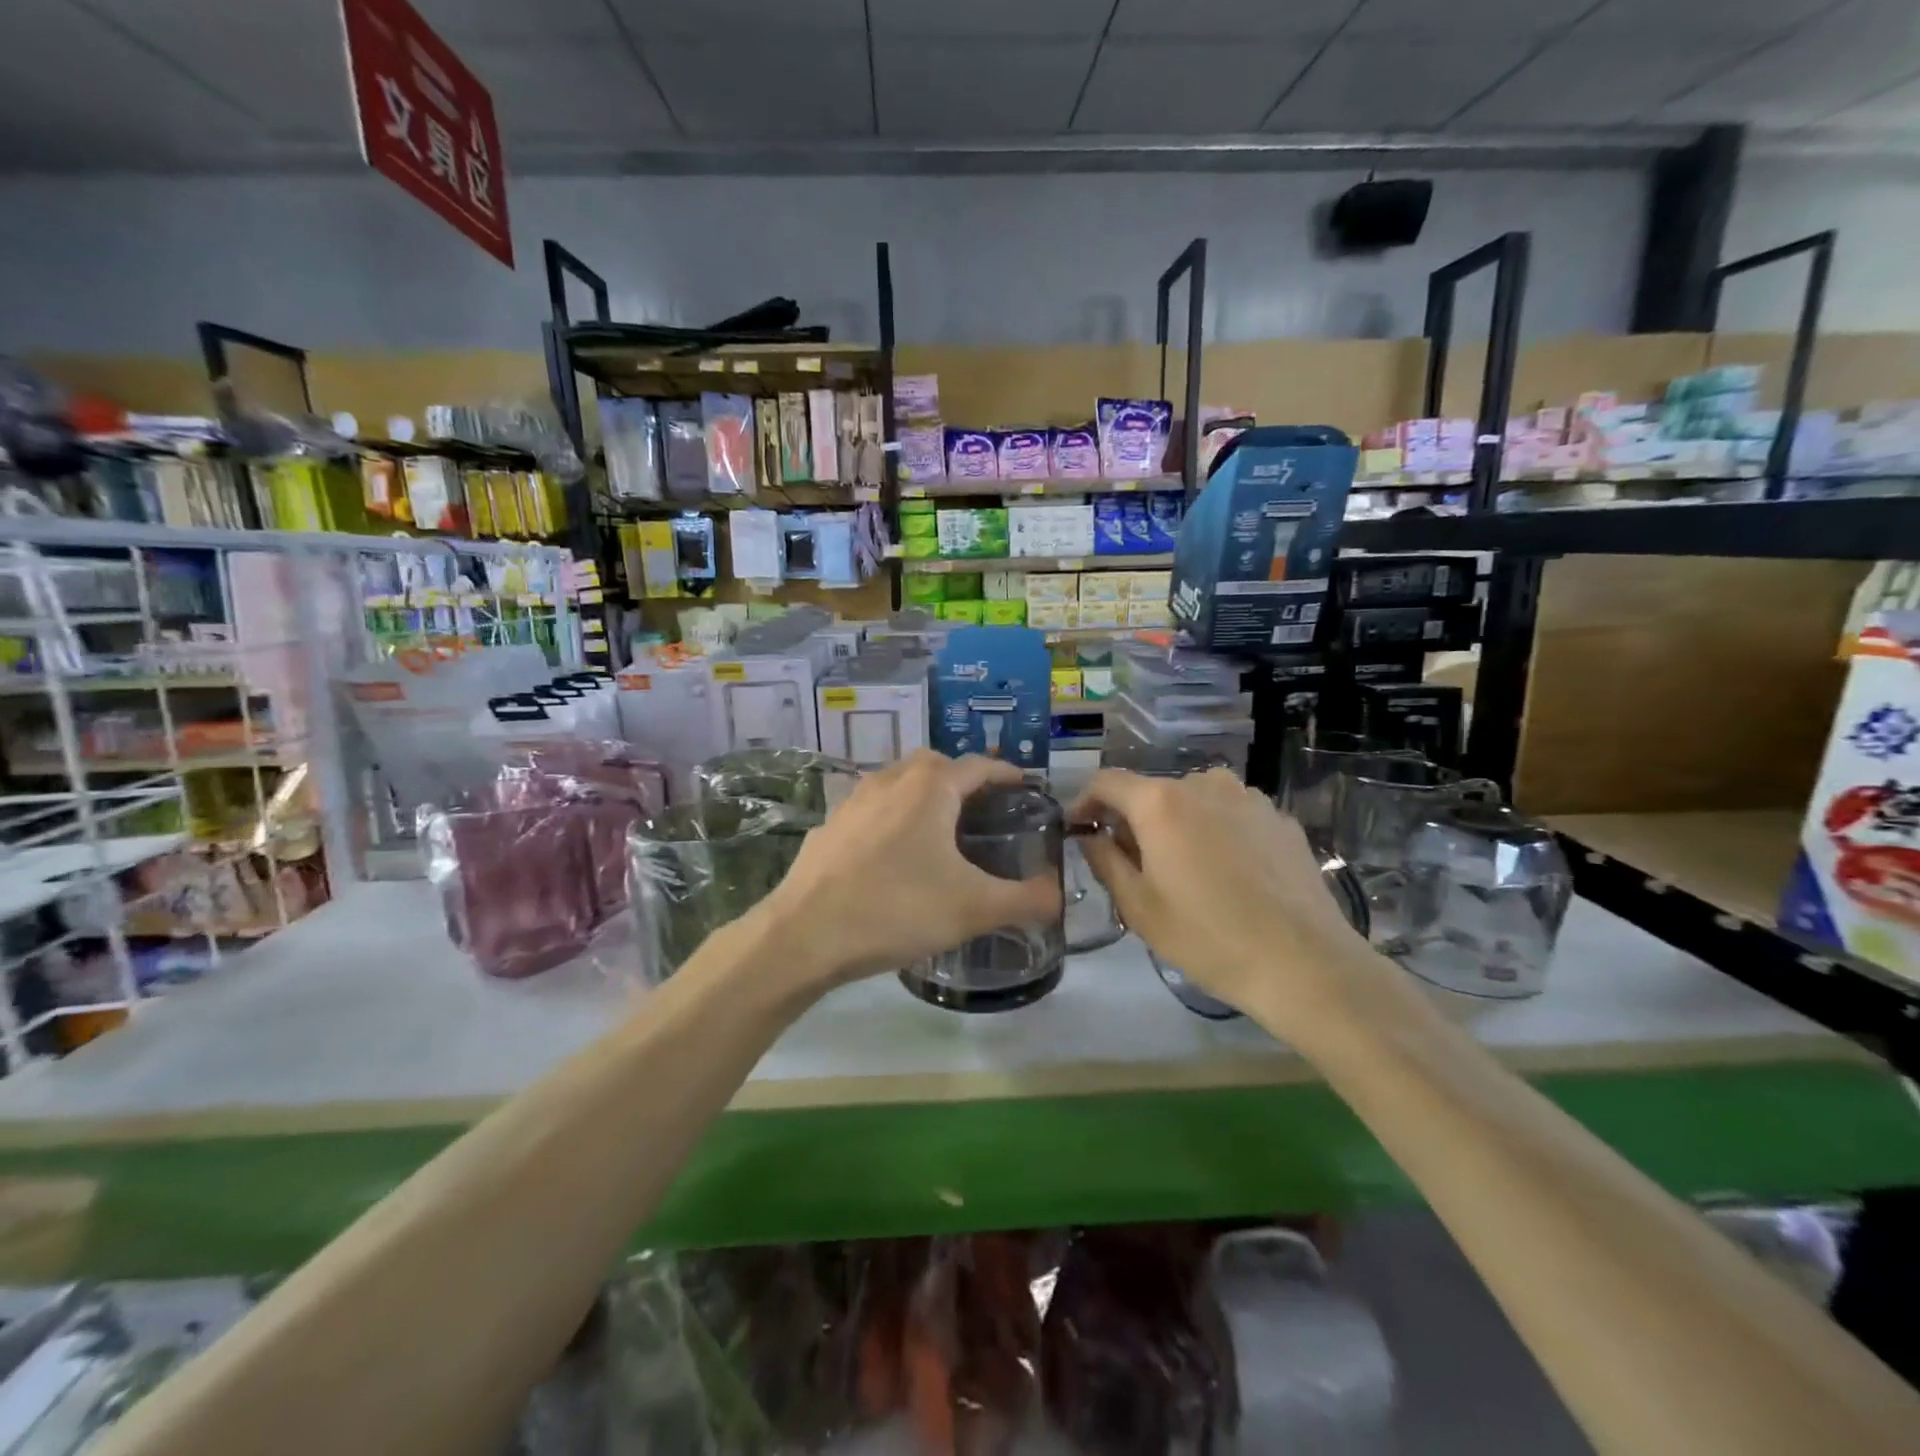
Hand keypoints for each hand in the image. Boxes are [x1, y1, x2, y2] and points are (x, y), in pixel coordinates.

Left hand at [754, 751, 1062, 991]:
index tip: (1025, 786)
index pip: (978, 766)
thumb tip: (1058, 897)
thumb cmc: (896, 910)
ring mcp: (852, 802)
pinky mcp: (828, 827)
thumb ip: (1025, 900)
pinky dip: (889, 819)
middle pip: (933, 764)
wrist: (804, 935)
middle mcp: (889, 781)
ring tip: (939, 830)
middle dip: (961, 778)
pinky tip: (891, 857)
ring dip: (921, 795)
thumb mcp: (974, 908)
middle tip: (981, 809)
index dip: (1006, 774)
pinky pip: (869, 810)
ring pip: (896, 782)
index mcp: (929, 788)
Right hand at [1070, 768, 1377, 1024]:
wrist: (1304, 963)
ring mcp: (1248, 798)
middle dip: (1134, 820)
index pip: (1107, 782)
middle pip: (1153, 792)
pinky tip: (1228, 875)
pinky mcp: (1280, 819)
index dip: (1085, 801)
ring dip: (1178, 825)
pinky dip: (1216, 833)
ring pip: (1195, 801)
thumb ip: (1105, 861)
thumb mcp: (1138, 906)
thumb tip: (1091, 836)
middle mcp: (1204, 784)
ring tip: (1184, 869)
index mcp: (1160, 802)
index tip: (1078, 829)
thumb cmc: (1207, 937)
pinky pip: (1232, 816)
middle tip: (1132, 863)